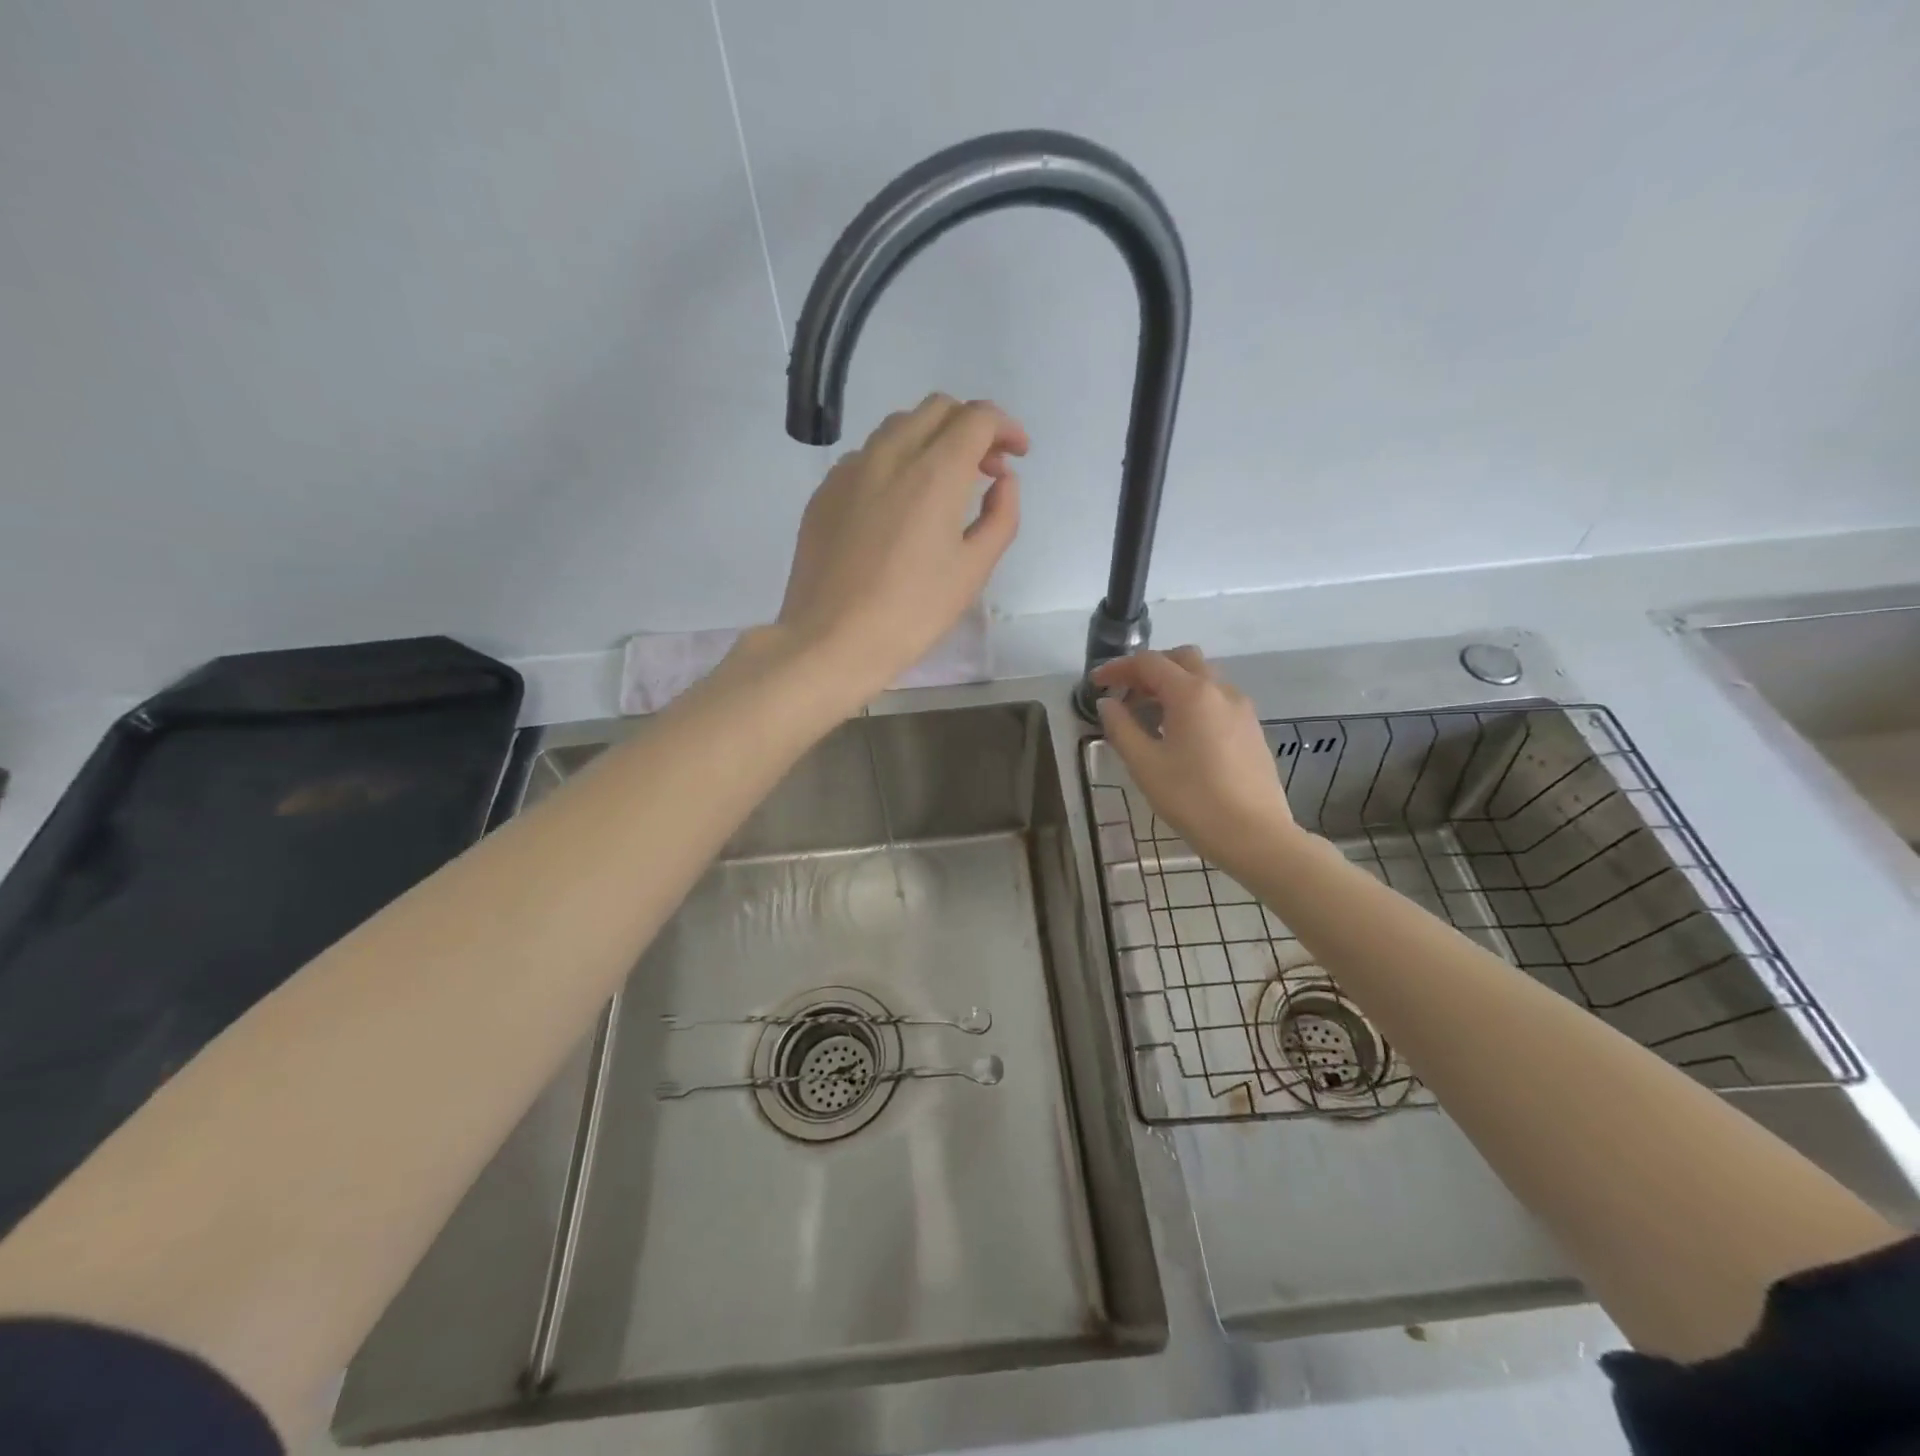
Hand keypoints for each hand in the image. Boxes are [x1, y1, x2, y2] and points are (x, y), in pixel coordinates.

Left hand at [774, 393, 1025, 700]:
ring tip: (943, 484)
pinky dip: (895, 462)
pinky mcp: (824, 492)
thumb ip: (1001, 515)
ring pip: (898, 427)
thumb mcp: (973, 570)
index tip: (1018, 453)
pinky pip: (867, 457)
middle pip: (937, 409)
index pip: (977, 418)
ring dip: (931, 439)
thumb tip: (1002, 480)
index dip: (1005, 427)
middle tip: (985, 468)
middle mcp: (889, 455)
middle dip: (970, 426)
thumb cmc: (912, 613)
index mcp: (934, 473)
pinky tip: (899, 505)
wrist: (831, 641)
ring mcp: (849, 470)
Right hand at [1093, 647, 1298, 870]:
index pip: (1149, 663)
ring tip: (1149, 716)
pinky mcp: (1252, 729)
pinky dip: (1193, 701)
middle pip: (1181, 659)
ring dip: (1172, 684)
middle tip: (1126, 694)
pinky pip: (1217, 699)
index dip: (1118, 669)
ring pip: (1203, 678)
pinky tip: (1180, 733)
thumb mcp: (1145, 765)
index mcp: (1191, 694)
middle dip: (1149, 670)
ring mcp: (1241, 709)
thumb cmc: (1193, 799)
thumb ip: (1121, 728)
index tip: (1096, 685)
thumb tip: (1108, 704)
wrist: (1254, 835)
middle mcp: (1220, 690)